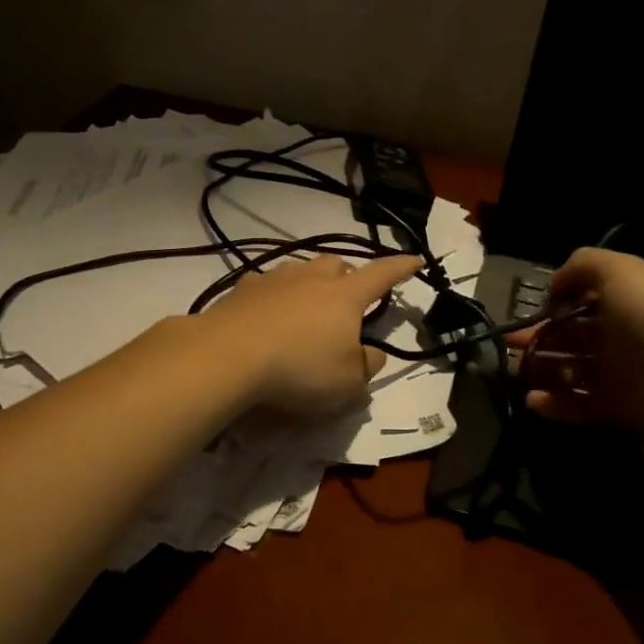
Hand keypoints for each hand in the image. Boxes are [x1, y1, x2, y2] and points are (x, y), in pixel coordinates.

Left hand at [203, 253, 422, 417]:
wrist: (228, 356)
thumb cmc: (300, 369)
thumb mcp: (348, 383)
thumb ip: (367, 366)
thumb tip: (372, 353)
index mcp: (345, 296)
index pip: (381, 275)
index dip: (400, 268)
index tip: (414, 260)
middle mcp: (311, 278)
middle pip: (336, 263)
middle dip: (348, 274)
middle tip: (349, 295)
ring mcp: (274, 280)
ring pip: (300, 270)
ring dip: (310, 283)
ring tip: (308, 306)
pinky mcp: (241, 291)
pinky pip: (268, 285)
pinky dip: (276, 297)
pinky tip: (269, 316)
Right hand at [509, 247, 643, 446]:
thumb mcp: (623, 271)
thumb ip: (582, 266)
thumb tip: (554, 287)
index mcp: (630, 297)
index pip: (585, 297)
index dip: (556, 302)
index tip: (531, 310)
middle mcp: (626, 333)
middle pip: (573, 335)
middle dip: (538, 338)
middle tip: (507, 346)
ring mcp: (625, 374)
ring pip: (572, 370)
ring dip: (542, 370)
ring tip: (516, 372)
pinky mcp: (623, 411)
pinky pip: (581, 406)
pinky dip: (556, 405)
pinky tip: (533, 402)